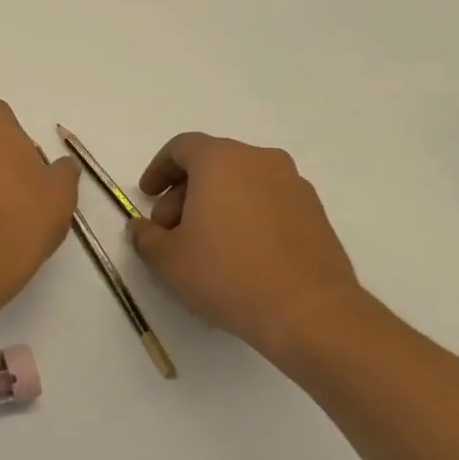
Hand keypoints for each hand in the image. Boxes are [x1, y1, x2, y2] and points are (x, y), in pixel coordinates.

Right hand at [128, 133, 366, 359]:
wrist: (309, 312)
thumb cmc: (227, 273)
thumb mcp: (168, 258)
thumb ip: (145, 236)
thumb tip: (142, 227)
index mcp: (221, 160)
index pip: (182, 147)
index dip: (158, 169)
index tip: (146, 196)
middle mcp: (261, 161)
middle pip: (212, 164)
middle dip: (184, 193)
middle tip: (170, 230)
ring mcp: (294, 185)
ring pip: (242, 182)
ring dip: (215, 204)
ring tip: (204, 246)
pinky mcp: (315, 213)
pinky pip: (268, 202)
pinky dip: (246, 216)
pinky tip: (239, 255)